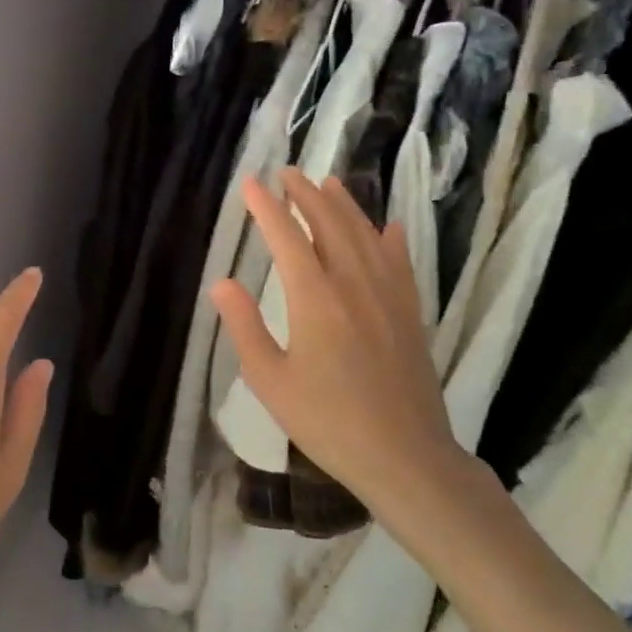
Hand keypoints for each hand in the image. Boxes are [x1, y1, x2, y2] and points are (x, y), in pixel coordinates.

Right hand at [211, 169, 471, 541]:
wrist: (405, 457)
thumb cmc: (328, 422)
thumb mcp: (271, 381)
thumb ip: (244, 328)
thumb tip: (221, 282)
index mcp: (315, 299)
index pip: (287, 238)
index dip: (266, 208)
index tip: (250, 184)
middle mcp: (354, 285)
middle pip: (329, 224)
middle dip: (305, 194)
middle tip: (287, 173)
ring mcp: (388, 296)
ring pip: (365, 235)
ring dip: (344, 205)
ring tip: (328, 182)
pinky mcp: (410, 313)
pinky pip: (400, 262)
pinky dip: (391, 238)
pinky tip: (389, 226)